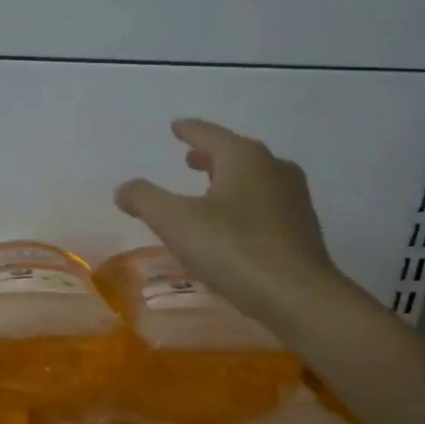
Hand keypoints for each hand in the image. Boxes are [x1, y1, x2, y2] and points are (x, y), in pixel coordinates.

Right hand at [115, 119, 351, 332]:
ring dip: (228, 179)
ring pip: (253, 178)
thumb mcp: (176, 222)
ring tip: (208, 190)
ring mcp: (293, 199)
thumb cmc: (234, 250)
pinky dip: (243, 203)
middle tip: (189, 158)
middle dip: (210, 156)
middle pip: (236, 153)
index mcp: (244, 158)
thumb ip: (145, 200)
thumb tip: (123, 188)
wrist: (297, 296)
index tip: (176, 127)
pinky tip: (233, 224)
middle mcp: (274, 169)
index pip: (209, 134)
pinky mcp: (301, 229)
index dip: (189, 131)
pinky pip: (265, 204)